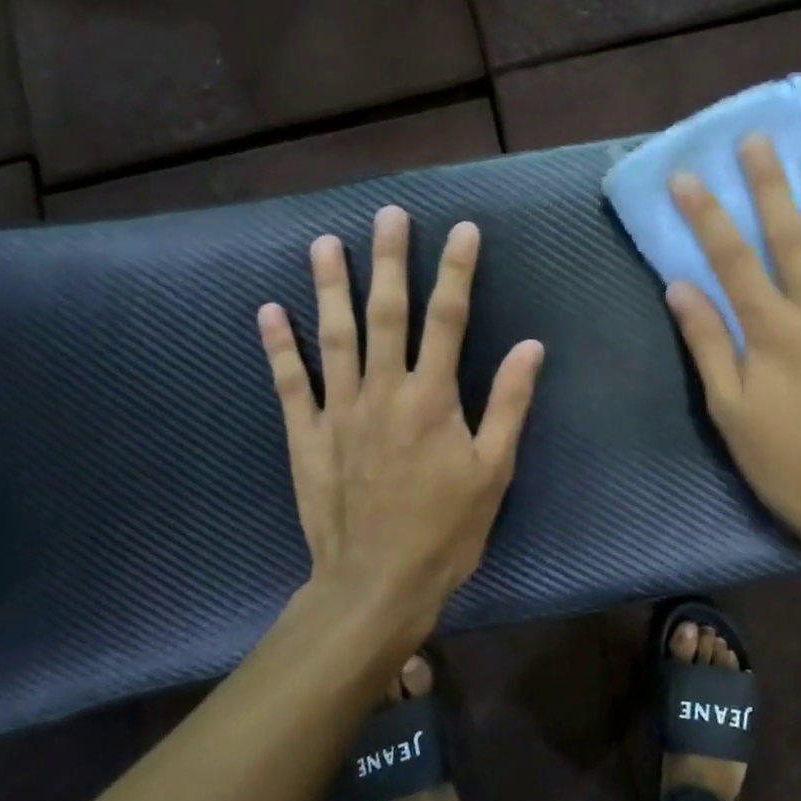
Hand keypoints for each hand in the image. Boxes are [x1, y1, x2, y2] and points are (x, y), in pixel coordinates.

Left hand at [258, 206, 544, 643]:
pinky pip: (289, 383)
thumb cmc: (446, 530)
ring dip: (330, 287)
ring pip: (334, 336)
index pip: (449, 319)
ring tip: (325, 244)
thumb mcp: (494, 470)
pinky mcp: (306, 436)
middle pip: (387, 313)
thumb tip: (531, 345)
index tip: (463, 230)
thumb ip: (510, 404)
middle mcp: (383, 391)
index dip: (457, 271)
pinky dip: (278, 346)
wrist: (376, 584)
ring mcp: (339, 411)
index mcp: (432, 398)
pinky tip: (268, 310)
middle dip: (389, 260)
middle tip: (388, 216)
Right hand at [665, 136, 800, 573]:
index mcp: (770, 332)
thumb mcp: (731, 412)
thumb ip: (707, 345)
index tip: (688, 177)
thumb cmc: (787, 464)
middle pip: (790, 238)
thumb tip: (680, 287)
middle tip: (758, 141)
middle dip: (769, 187)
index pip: (731, 260)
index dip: (707, 215)